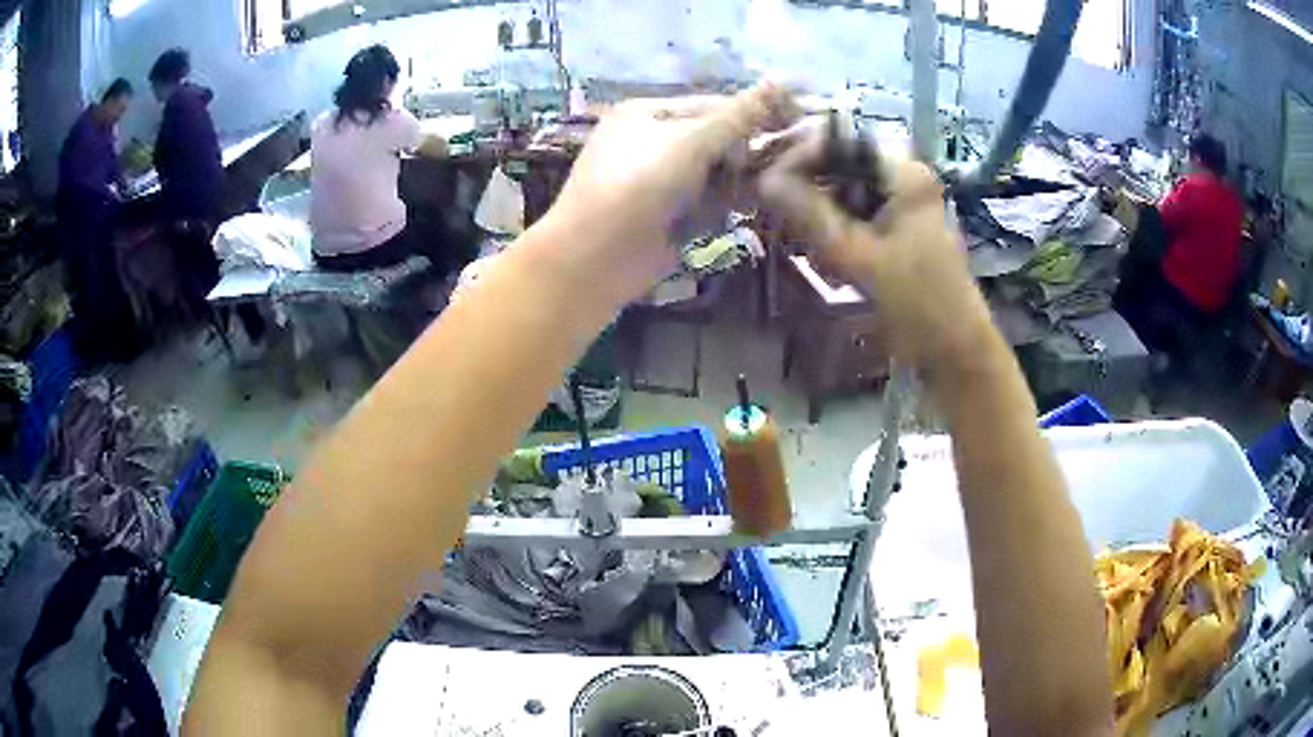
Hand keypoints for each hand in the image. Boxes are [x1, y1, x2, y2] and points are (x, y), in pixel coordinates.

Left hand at [544, 84, 796, 306]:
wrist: (595, 259)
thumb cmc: (638, 187)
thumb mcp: (690, 143)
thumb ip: (738, 116)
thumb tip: (781, 81)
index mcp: (648, 112)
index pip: (713, 105)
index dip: (753, 114)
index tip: (794, 127)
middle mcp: (652, 140)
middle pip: (715, 139)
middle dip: (742, 154)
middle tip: (773, 167)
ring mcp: (658, 179)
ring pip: (714, 172)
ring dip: (735, 182)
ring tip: (754, 191)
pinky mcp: (666, 214)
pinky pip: (705, 201)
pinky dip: (722, 205)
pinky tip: (735, 211)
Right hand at [759, 127, 995, 370]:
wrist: (954, 349)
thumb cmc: (915, 301)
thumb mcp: (856, 254)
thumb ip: (809, 212)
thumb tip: (765, 180)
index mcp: (904, 173)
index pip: (840, 142)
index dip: (800, 157)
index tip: (769, 183)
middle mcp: (906, 177)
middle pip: (843, 165)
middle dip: (810, 188)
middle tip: (783, 215)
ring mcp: (906, 202)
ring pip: (848, 190)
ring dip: (822, 211)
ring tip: (806, 241)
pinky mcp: (902, 226)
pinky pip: (860, 213)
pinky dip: (839, 228)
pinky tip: (829, 255)